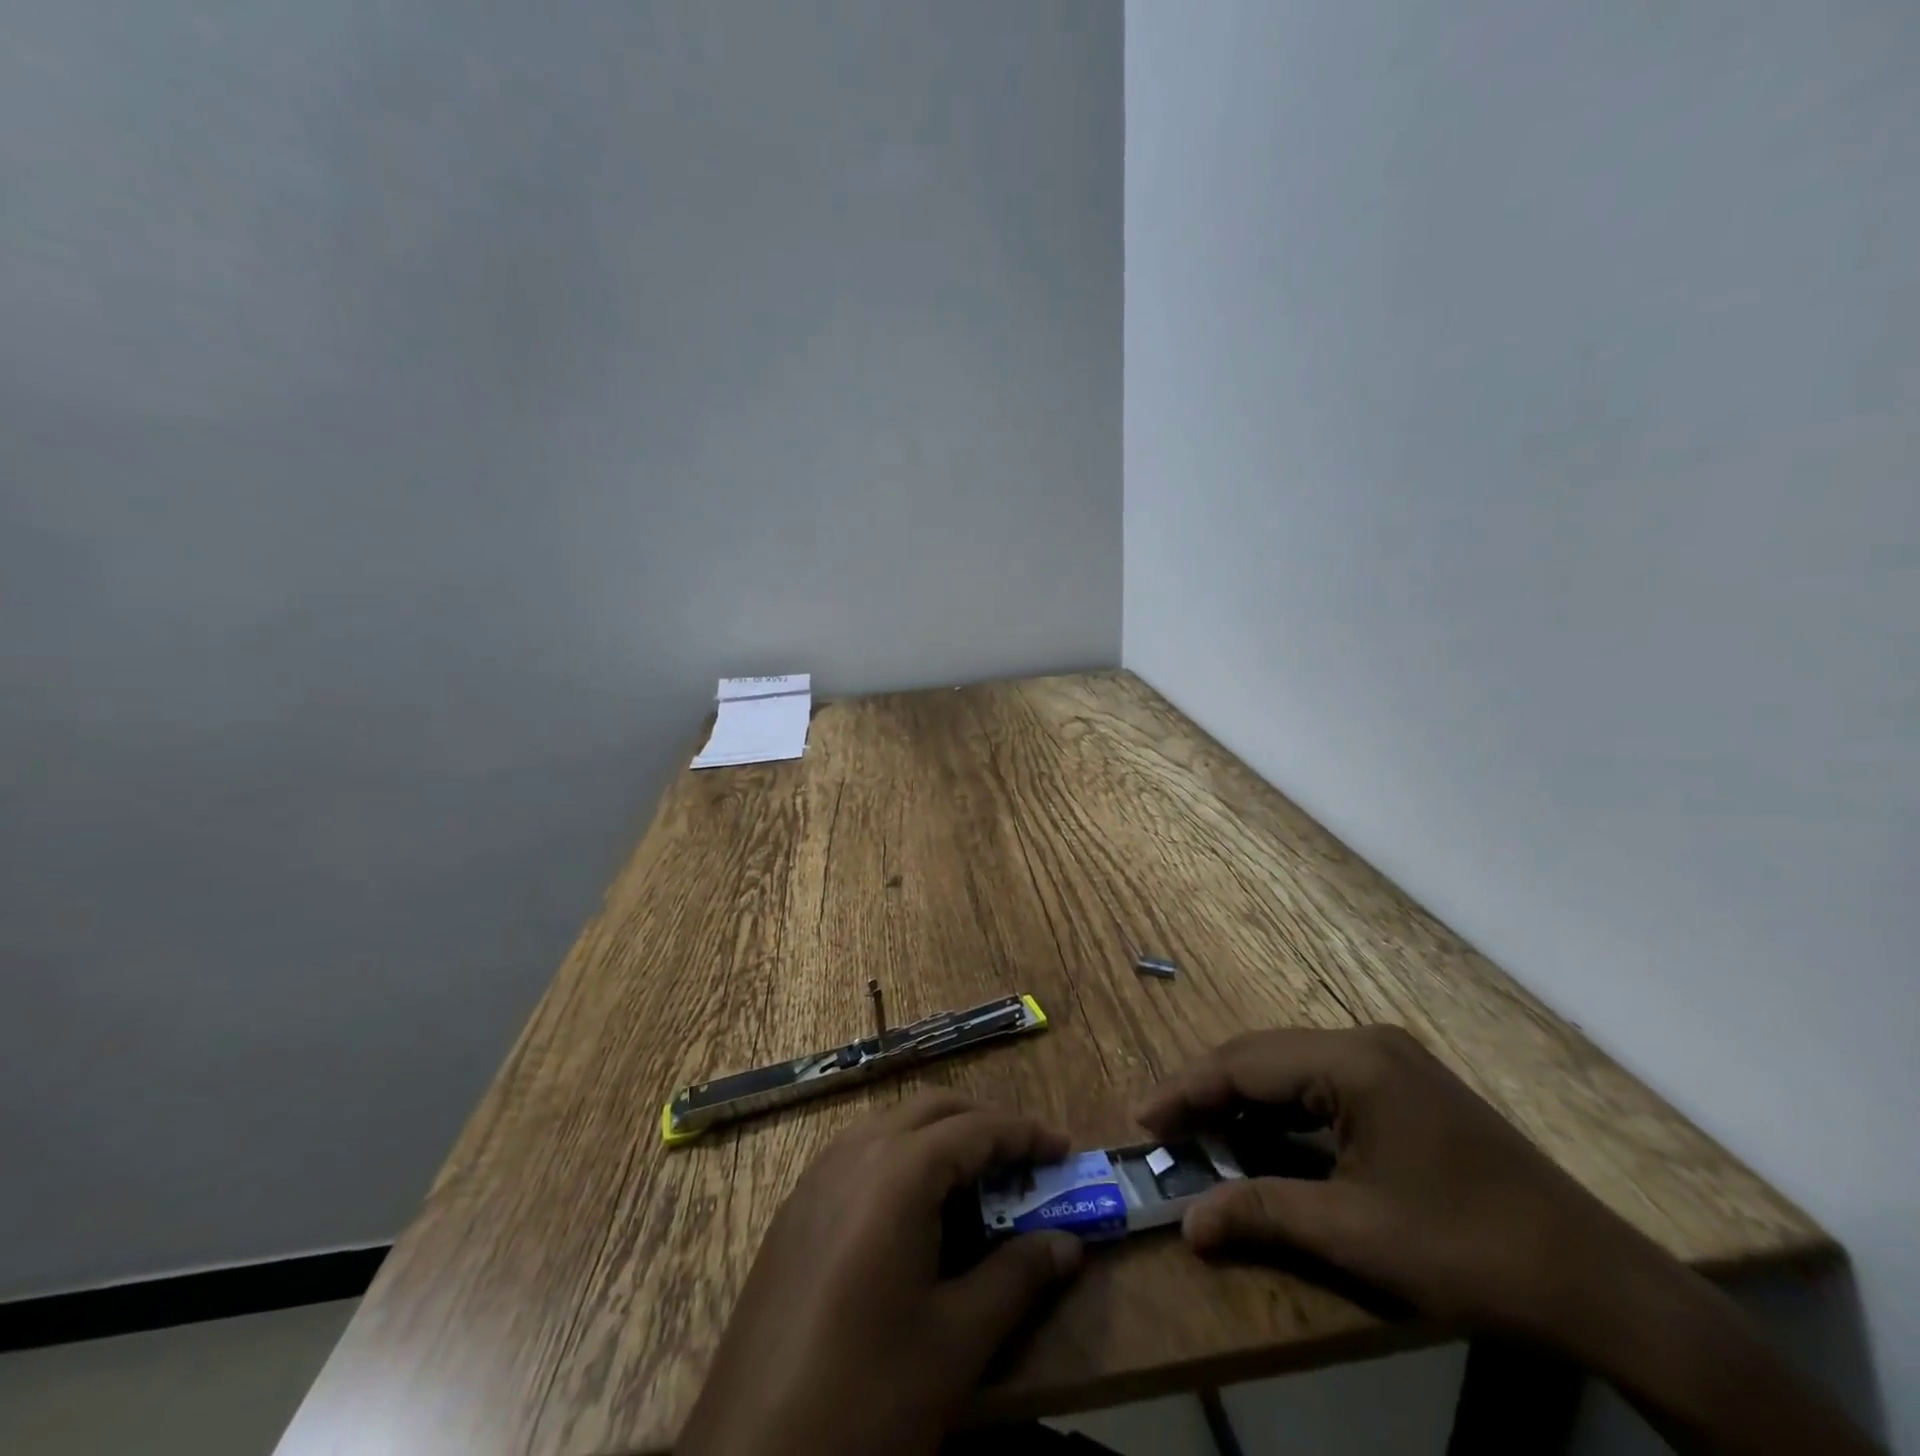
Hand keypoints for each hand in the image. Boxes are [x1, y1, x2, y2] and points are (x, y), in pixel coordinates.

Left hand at [677, 1092, 1083, 1455]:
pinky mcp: (795, 1208)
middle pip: (932, 1109)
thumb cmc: (867, 1396)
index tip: (1064, 1148)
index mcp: (897, 1172)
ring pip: (891, 1124)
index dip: (1024, 1133)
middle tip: (1024, 1158)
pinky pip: (859, 1152)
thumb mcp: (956, 1342)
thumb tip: (1068, 1244)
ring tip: (976, 1178)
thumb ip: (1017, 1278)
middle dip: (983, 1122)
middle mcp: (854, 1153)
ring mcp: (816, 1177)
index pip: (975, 1129)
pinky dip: (900, 1155)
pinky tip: (912, 1207)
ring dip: (939, 1134)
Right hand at [1135, 1025, 1645, 1339]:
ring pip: (1291, 1067)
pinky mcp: (1406, 1086)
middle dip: (1209, 1092)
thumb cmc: (1469, 1251)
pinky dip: (1284, 1109)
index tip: (1143, 1120)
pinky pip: (1323, 1083)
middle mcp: (1367, 1043)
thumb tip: (1189, 1224)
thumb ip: (1263, 1213)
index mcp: (1353, 1062)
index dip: (1187, 1090)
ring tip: (1202, 1134)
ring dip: (1245, 1099)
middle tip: (1164, 1129)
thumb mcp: (1356, 1235)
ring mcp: (1391, 1061)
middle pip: (1263, 1056)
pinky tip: (1266, 1136)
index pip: (1244, 1063)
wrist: (1603, 1285)